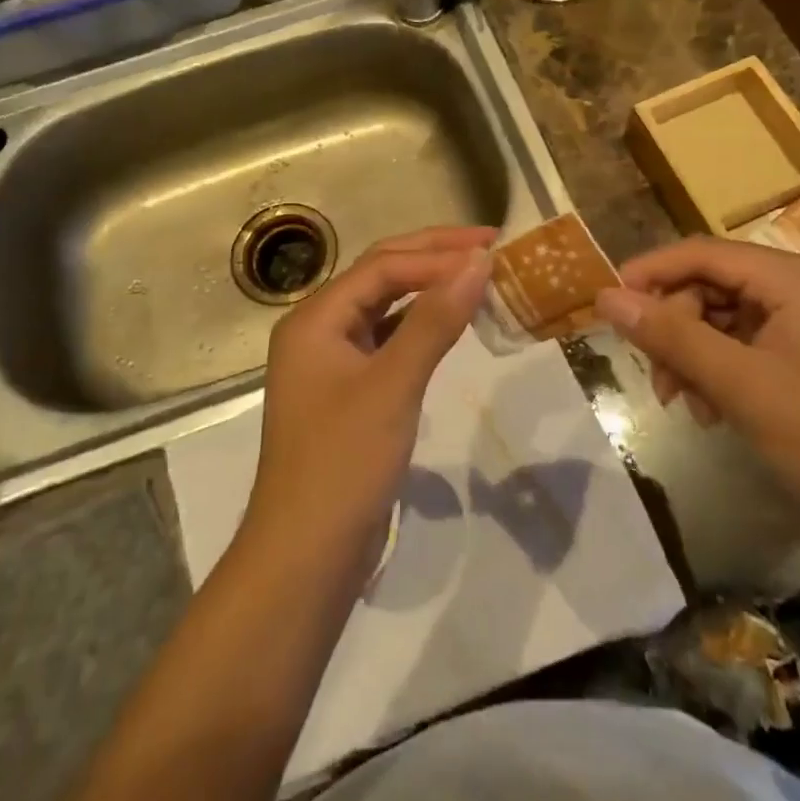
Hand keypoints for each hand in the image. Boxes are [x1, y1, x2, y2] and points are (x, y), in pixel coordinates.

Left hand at [244, 226, 493, 568]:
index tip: (492, 249)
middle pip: (380, 275)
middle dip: (433, 256)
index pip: (383, 265)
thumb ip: (434, 321)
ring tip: (476, 275)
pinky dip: (420, 326)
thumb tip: (478, 263)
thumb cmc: (344, 463)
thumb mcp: (393, 385)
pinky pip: (387, 340)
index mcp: (315, 318)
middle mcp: (318, 329)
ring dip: (428, 288)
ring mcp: (331, 361)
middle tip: (489, 245)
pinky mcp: (348, 391)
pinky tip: (450, 323)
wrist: (306, 555)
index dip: (438, 253)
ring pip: (384, 306)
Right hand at [594, 237, 799, 522]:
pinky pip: (743, 341)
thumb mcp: (738, 383)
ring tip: (684, 403)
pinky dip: (717, 368)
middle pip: (711, 286)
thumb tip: (606, 297)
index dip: (653, 271)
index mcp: (796, 278)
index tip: (610, 299)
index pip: (706, 253)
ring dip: (693, 355)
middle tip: (657, 378)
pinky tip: (711, 408)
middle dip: (676, 330)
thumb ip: (670, 336)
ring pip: (721, 317)